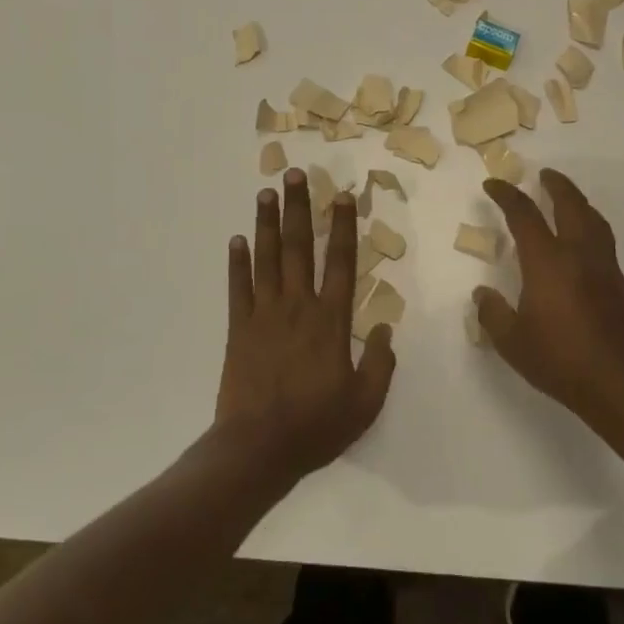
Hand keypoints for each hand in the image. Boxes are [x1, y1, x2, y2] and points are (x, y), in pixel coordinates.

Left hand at [213, 169, 395, 481]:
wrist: (257, 448)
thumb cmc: (316, 426)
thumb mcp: (365, 403)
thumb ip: (381, 364)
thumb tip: (387, 328)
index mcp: (331, 320)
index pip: (341, 262)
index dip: (342, 227)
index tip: (341, 196)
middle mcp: (298, 306)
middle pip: (299, 248)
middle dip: (298, 208)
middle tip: (293, 174)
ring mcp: (264, 314)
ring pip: (267, 258)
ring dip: (267, 223)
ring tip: (265, 193)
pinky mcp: (238, 328)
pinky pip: (238, 287)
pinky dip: (237, 262)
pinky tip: (236, 239)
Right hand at [475, 169, 623, 430]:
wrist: (622, 383)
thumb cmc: (561, 360)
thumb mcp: (513, 342)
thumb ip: (493, 314)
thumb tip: (482, 294)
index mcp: (547, 261)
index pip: (524, 215)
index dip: (507, 195)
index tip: (493, 185)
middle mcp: (578, 253)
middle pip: (569, 204)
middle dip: (555, 185)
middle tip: (544, 174)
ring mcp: (604, 266)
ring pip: (592, 218)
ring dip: (577, 201)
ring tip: (567, 198)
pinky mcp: (620, 283)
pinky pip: (603, 238)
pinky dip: (590, 224)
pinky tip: (583, 239)